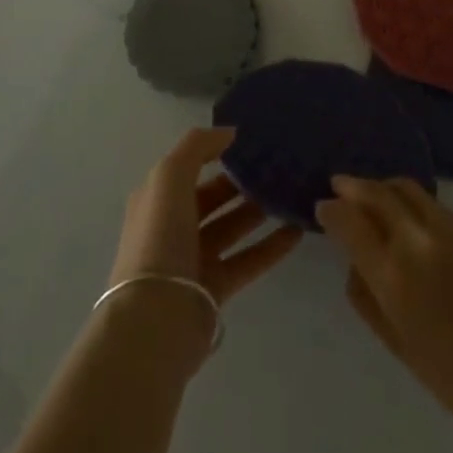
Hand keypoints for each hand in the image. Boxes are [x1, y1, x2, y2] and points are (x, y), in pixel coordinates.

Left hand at [109, 127, 303, 302]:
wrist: (155, 319)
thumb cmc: (160, 238)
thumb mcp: (170, 176)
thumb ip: (197, 146)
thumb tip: (229, 133)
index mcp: (157, 197)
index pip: (190, 165)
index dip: (217, 151)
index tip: (253, 140)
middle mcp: (173, 225)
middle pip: (213, 196)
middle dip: (242, 180)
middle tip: (279, 166)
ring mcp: (194, 258)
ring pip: (232, 226)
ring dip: (259, 210)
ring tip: (292, 192)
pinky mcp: (215, 288)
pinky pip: (248, 259)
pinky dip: (271, 246)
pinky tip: (298, 231)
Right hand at [318, 176, 452, 444]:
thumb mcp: (399, 345)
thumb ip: (367, 299)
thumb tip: (354, 263)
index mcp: (393, 274)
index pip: (348, 221)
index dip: (332, 209)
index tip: (324, 206)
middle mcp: (419, 238)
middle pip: (378, 192)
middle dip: (354, 185)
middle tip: (342, 183)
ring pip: (411, 191)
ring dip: (389, 191)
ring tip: (382, 199)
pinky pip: (446, 214)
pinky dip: (431, 220)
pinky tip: (439, 244)